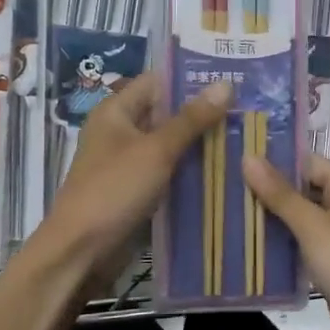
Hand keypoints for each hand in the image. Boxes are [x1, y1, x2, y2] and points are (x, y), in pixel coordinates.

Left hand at [39, 73, 231, 284]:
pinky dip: (189, 169)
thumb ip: (191, 119)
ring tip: (244, 136)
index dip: (191, 78)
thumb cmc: (114, 190)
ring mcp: (127, 162)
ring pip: (169, 144)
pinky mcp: (135, 189)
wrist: (81, 251)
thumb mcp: (156, 150)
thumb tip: (226, 84)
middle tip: (248, 109)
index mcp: (115, 111)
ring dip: (199, 143)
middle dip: (202, 113)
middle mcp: (119, 131)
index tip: (232, 78)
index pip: (157, 81)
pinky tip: (223, 170)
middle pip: (165, 113)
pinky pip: (167, 171)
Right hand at [242, 152, 329, 329]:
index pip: (309, 163)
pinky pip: (304, 243)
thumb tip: (248, 157)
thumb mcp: (313, 228)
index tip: (238, 160)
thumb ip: (280, 194)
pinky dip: (283, 242)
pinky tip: (251, 243)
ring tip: (231, 211)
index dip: (276, 161)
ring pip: (302, 219)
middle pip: (305, 190)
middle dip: (270, 191)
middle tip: (227, 187)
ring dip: (273, 218)